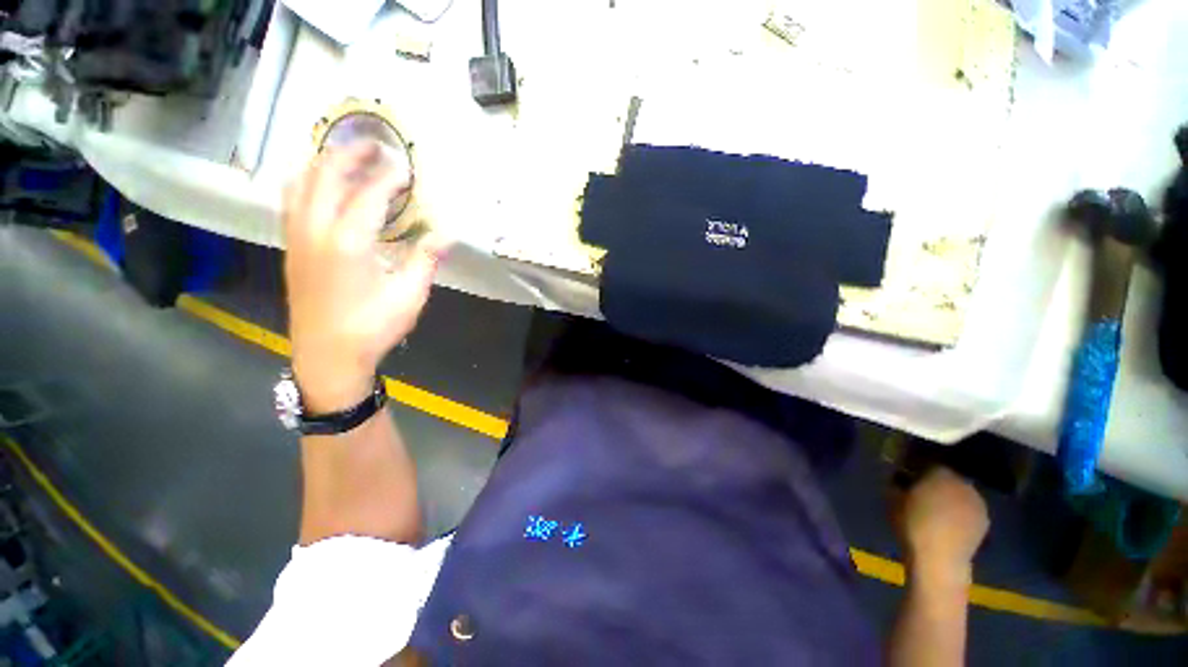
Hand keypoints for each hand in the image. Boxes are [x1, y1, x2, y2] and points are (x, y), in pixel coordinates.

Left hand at [283, 142, 444, 412]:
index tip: (405, 166)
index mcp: (349, 241)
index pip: (369, 193)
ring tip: (345, 155)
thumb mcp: (409, 295)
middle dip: (350, 154)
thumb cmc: (372, 326)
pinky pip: (292, 200)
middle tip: (374, 145)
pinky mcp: (292, 247)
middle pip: (326, 175)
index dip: (389, 176)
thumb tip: (447, 234)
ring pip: (301, 182)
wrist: (327, 355)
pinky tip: (319, 183)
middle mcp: (316, 229)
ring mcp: (298, 236)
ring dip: (323, 162)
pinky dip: (306, 181)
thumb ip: (426, 259)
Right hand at [899, 467, 988, 587]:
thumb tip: (899, 475)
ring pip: (960, 491)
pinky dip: (960, 510)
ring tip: (936, 506)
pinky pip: (969, 507)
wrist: (939, 558)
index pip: (929, 460)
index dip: (917, 465)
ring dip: (950, 495)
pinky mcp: (984, 520)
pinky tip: (948, 520)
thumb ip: (898, 481)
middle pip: (948, 475)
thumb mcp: (892, 497)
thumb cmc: (912, 523)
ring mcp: (978, 502)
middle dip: (936, 480)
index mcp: (941, 472)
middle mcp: (964, 482)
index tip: (907, 472)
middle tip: (921, 489)